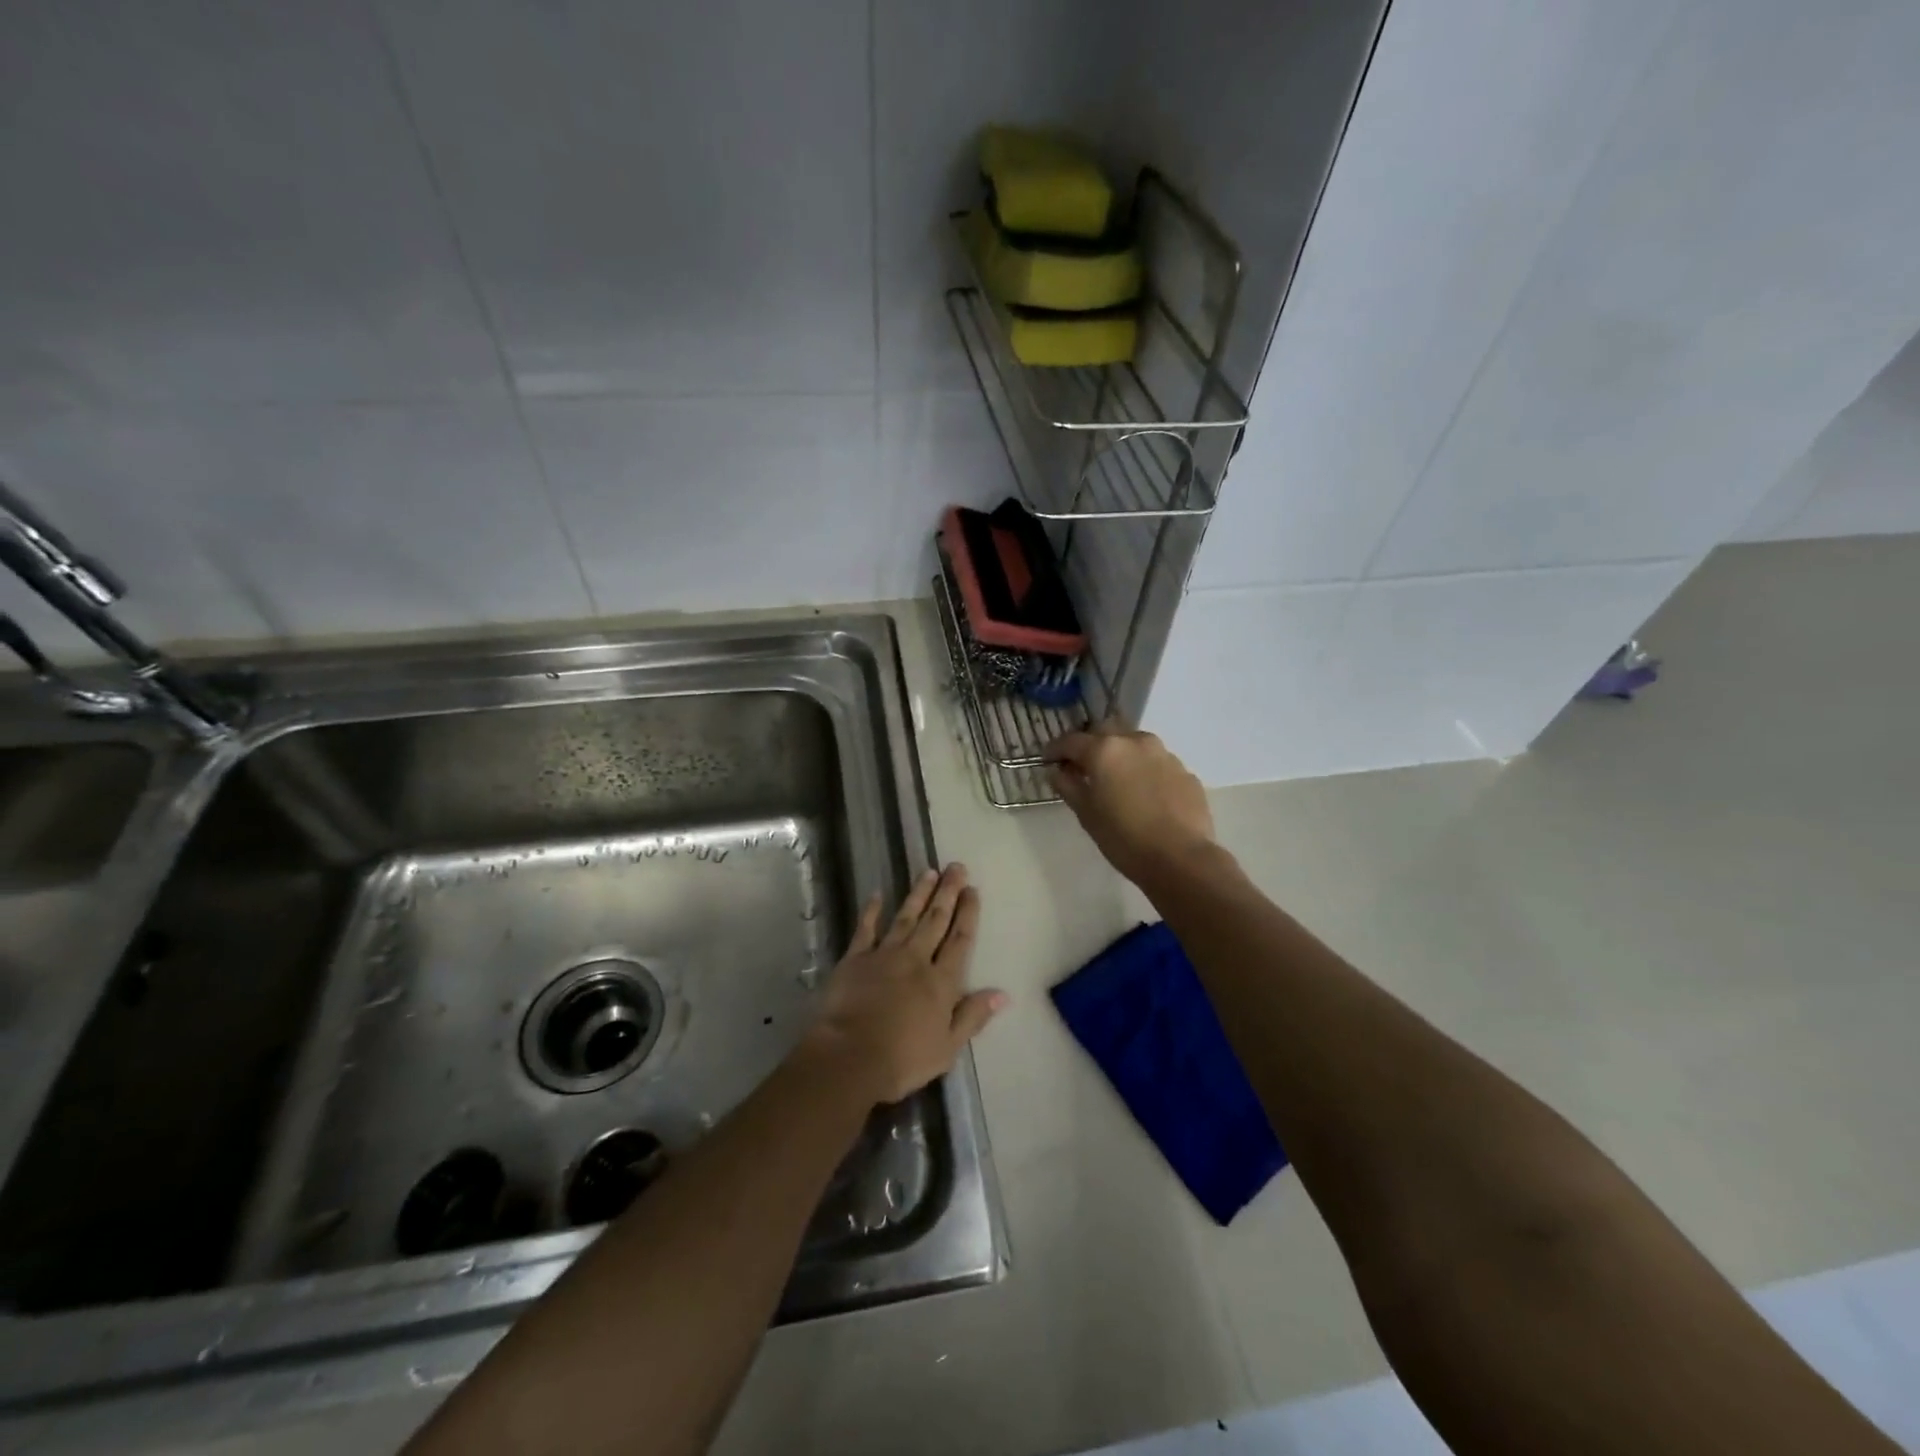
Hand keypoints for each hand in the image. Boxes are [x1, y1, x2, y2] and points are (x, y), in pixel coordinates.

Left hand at [801, 863, 1004, 1105]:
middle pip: (936, 920)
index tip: (973, 890)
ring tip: (929, 872)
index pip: (960, 940)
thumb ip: (973, 1016)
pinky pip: (865, 929)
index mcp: (941, 982)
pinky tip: (878, 894)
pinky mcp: (855, 959)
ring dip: (918, 894)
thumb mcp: (947, 1047)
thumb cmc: (903, 1059)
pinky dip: (872, 911)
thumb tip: (1002, 993)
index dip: (968, 914)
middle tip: (956, 867)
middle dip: (948, 893)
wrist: (849, 1056)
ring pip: (906, 917)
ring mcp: (884, 955)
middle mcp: (916, 960)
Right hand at [1046, 720, 1215, 886]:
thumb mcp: (1086, 814)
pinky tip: (1145, 795)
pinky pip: (1157, 763)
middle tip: (1083, 766)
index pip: (1071, 741)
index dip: (1056, 750)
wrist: (1181, 858)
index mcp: (1105, 750)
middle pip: (1106, 731)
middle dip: (1091, 744)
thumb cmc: (1123, 838)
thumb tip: (1056, 771)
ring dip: (1121, 754)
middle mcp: (1135, 742)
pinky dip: (1145, 771)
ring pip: (1135, 744)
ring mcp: (1165, 755)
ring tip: (1117, 779)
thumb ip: (1068, 786)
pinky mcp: (1185, 772)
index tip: (1048, 760)